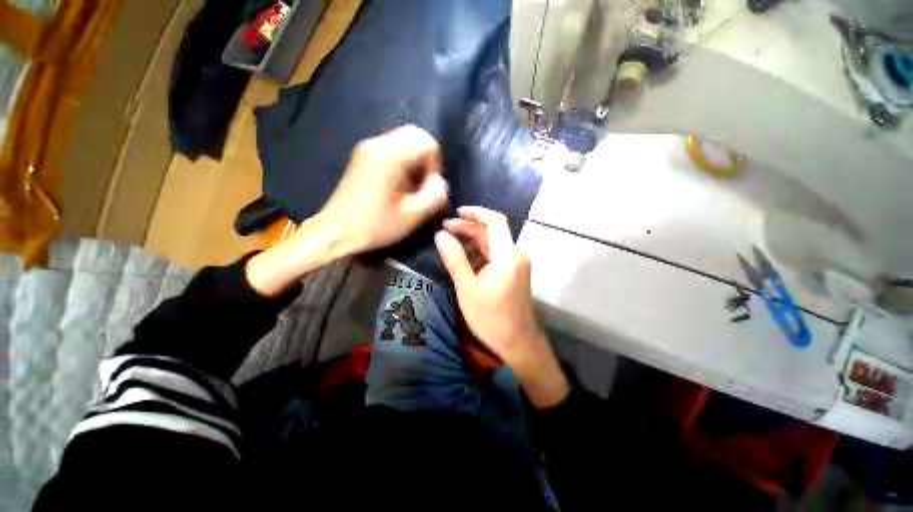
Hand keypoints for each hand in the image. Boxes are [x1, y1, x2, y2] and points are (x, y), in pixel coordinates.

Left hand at [316, 124, 448, 254]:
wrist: (334, 232)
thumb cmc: (374, 226)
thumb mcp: (412, 215)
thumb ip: (435, 196)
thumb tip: (441, 184)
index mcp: (389, 156)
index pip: (427, 143)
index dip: (435, 165)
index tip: (429, 188)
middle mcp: (377, 144)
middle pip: (415, 135)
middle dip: (427, 160)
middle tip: (424, 185)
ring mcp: (367, 149)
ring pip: (404, 141)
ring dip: (416, 162)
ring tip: (412, 188)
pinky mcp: (363, 157)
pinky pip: (392, 150)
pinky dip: (404, 163)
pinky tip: (400, 186)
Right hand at [435, 206, 568, 407]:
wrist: (519, 343)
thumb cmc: (491, 318)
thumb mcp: (467, 289)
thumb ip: (454, 259)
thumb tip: (440, 235)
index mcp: (507, 255)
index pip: (495, 221)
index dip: (476, 212)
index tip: (455, 212)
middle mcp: (516, 254)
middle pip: (492, 231)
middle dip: (468, 228)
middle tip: (444, 230)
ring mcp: (517, 263)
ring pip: (492, 243)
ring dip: (472, 241)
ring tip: (450, 245)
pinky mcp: (514, 272)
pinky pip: (496, 255)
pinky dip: (480, 253)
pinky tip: (465, 260)